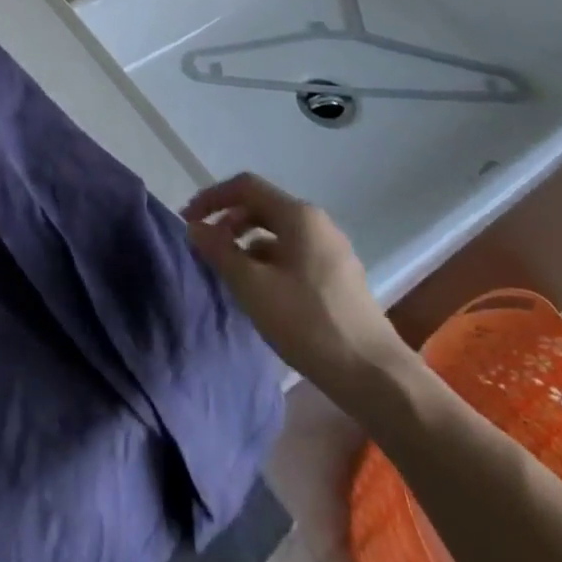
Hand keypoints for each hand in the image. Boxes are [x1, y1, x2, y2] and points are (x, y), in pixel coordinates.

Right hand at [185, 173, 406, 390]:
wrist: (374, 375)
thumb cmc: (308, 323)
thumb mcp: (253, 287)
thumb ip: (220, 251)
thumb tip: (196, 227)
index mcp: (298, 215)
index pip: (246, 186)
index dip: (212, 198)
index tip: (187, 220)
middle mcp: (317, 223)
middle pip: (262, 206)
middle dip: (228, 220)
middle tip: (204, 245)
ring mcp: (331, 249)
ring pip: (278, 232)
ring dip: (247, 242)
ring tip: (228, 270)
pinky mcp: (338, 276)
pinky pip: (293, 253)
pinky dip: (268, 260)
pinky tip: (259, 290)